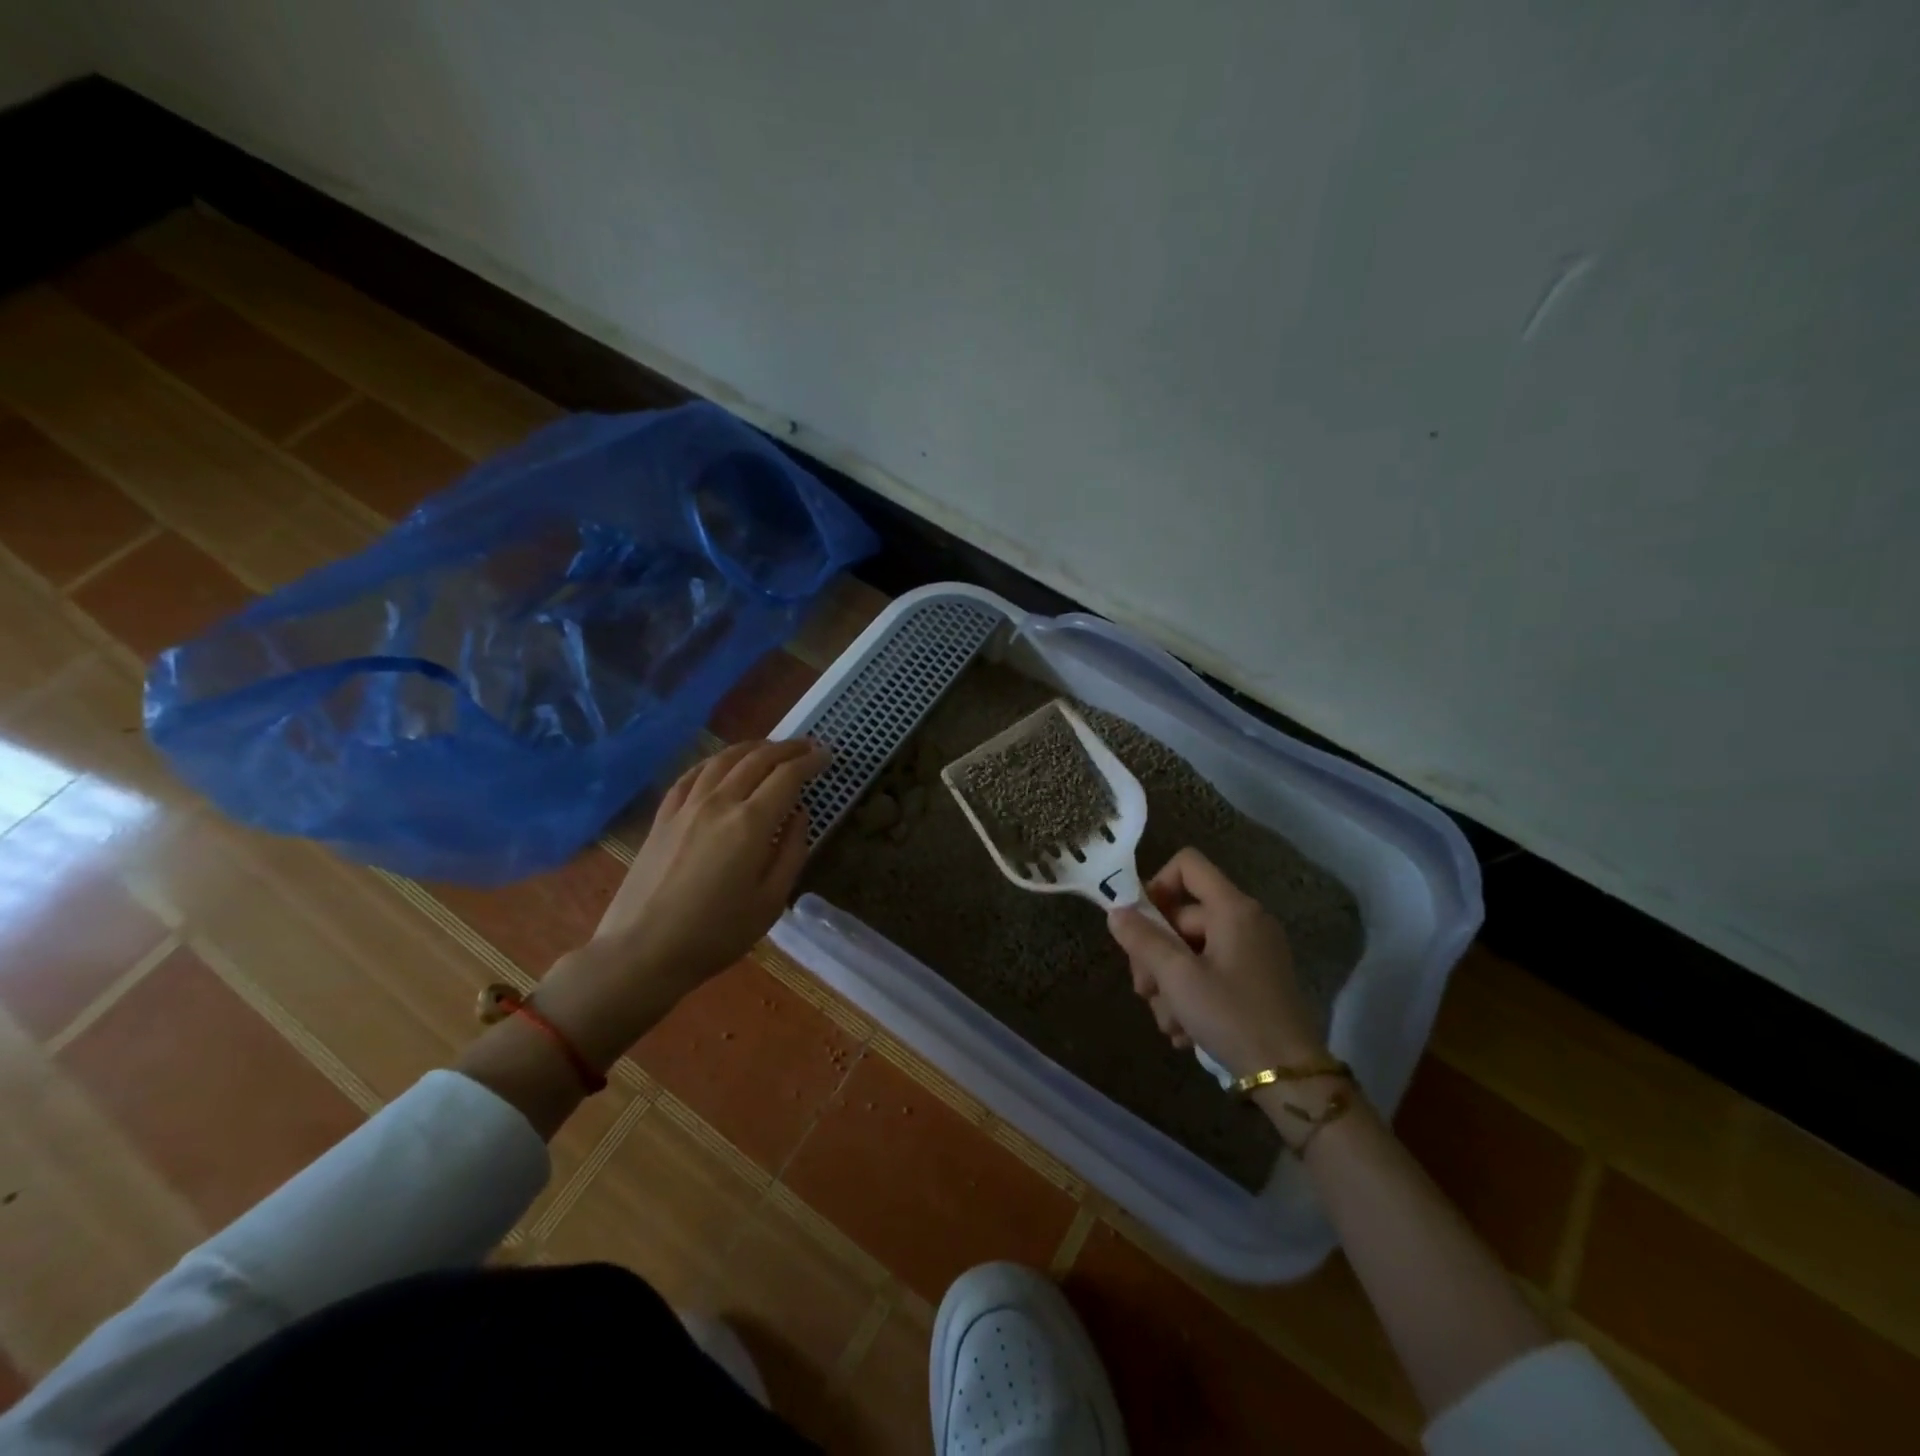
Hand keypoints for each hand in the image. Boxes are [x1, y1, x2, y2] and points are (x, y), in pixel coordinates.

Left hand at [593, 738, 829, 990]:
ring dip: (752, 747)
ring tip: (770, 748)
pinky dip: (714, 762)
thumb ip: (791, 852)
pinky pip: (692, 775)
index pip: (787, 776)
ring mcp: (686, 806)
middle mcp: (719, 802)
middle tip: (807, 746)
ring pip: (723, 759)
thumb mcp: (770, 902)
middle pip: (757, 759)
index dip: (810, 761)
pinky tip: (721, 764)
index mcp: (751, 823)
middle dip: (787, 748)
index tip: (827, 756)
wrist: (641, 952)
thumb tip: (800, 816)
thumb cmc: (715, 934)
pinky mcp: (663, 816)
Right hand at [1106, 847, 1324, 1075]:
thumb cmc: (1232, 1016)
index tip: (1139, 922)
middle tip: (1144, 991)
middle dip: (1155, 954)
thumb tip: (1116, 912)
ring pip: (1190, 952)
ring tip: (1169, 1023)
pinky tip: (1184, 1032)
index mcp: (1233, 909)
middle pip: (1181, 917)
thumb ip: (1143, 940)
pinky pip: (1209, 974)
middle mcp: (1245, 921)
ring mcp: (1251, 953)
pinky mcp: (1253, 982)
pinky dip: (1190, 997)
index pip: (1187, 864)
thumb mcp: (1178, 978)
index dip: (1156, 883)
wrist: (1291, 1079)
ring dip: (1169, 986)